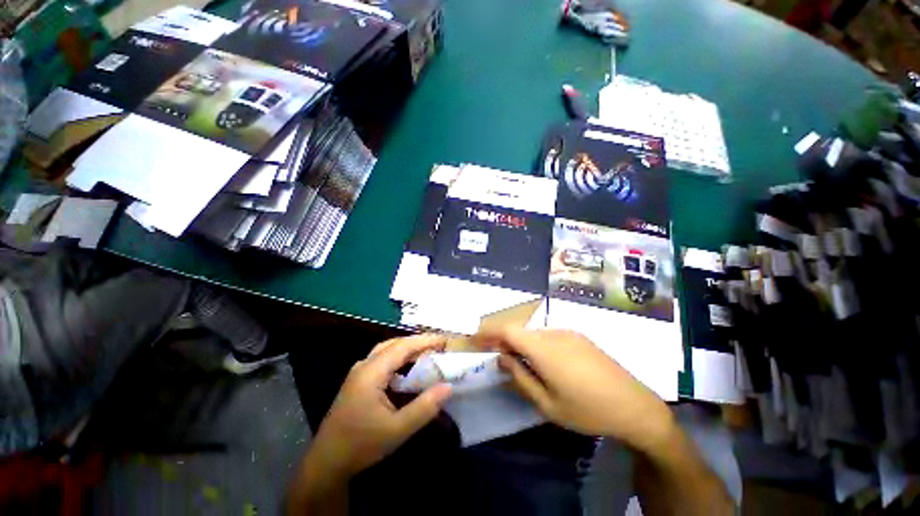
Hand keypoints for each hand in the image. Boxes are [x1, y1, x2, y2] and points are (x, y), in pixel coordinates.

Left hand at [306, 334, 452, 478]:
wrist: (326, 462)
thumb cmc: (361, 445)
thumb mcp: (397, 430)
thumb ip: (424, 407)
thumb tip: (448, 386)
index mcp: (371, 372)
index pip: (402, 347)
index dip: (425, 341)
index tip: (445, 341)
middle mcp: (364, 365)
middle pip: (394, 344)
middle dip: (418, 342)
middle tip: (439, 346)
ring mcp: (359, 372)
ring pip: (387, 350)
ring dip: (408, 349)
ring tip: (428, 353)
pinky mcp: (358, 380)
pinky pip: (383, 359)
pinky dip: (399, 358)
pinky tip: (408, 368)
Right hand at [473, 327, 675, 452]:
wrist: (636, 407)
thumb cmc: (588, 410)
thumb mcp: (548, 404)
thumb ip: (520, 378)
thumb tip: (501, 359)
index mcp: (544, 348)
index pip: (507, 331)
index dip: (488, 332)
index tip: (475, 340)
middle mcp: (554, 333)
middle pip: (520, 331)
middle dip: (504, 341)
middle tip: (497, 358)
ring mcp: (569, 333)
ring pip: (534, 333)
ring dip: (522, 344)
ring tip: (521, 363)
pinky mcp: (579, 337)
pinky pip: (549, 336)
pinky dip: (537, 345)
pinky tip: (545, 363)